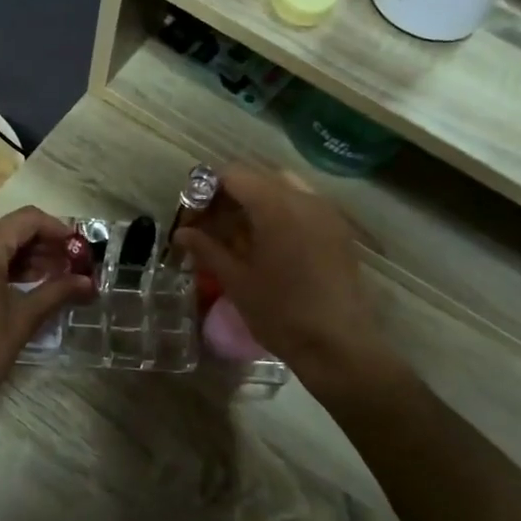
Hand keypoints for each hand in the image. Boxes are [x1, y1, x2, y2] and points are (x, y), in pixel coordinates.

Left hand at [0, 206, 92, 429]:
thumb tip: (90, 283)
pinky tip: (18, 285)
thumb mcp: (22, 321)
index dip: (59, 231)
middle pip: (8, 229)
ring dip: (20, 257)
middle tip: (70, 269)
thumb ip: (57, 292)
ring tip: (50, 279)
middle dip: (42, 246)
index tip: (80, 250)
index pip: (28, 220)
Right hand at [172, 166, 388, 388]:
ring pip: (283, 190)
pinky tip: (269, 246)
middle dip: (231, 197)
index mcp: (275, 205)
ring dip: (257, 204)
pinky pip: (304, 207)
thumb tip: (181, 234)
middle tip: (212, 227)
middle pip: (259, 179)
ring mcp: (327, 213)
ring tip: (240, 237)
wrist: (337, 345)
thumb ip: (207, 249)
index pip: (234, 175)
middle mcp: (304, 198)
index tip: (194, 217)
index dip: (207, 190)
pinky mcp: (339, 231)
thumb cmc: (280, 313)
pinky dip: (281, 215)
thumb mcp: (236, 281)